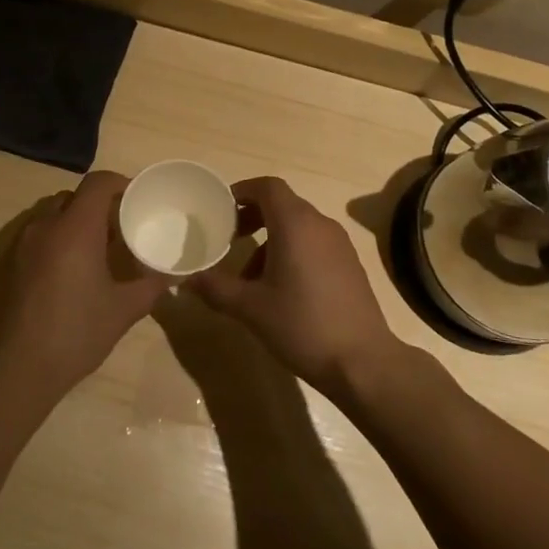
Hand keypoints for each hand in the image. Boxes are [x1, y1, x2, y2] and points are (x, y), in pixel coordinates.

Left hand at [0, 171, 171, 423]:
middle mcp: (44, 226)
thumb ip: (150, 286)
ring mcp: (19, 244)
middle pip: (73, 197)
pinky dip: (53, 242)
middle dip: (96, 206)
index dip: (120, 183)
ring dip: (73, 224)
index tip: (135, 200)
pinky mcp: (3, 264)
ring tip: (93, 253)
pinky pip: (34, 237)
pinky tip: (66, 275)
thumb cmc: (73, 335)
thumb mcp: (122, 311)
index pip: (98, 182)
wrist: (10, 371)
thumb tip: (172, 274)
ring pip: (50, 216)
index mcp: (75, 228)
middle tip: (118, 230)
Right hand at [187, 176, 400, 397]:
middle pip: (282, 204)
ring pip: (298, 226)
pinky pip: (314, 243)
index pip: (267, 187)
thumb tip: (186, 280)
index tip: (221, 209)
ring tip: (250, 275)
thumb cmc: (302, 325)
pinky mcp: (350, 265)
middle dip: (253, 216)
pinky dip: (292, 251)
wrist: (362, 362)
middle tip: (230, 238)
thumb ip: (216, 288)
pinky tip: (281, 289)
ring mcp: (339, 244)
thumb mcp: (251, 308)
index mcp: (295, 224)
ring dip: (271, 239)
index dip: (242, 191)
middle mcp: (320, 225)